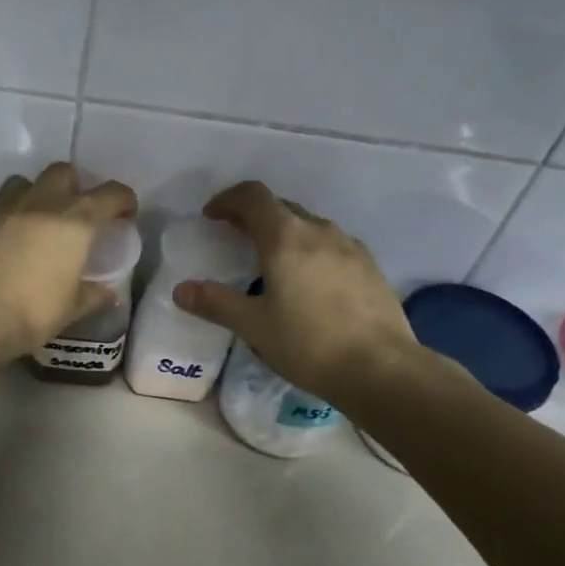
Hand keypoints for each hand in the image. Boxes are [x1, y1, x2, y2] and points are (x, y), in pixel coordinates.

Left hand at [0, 162, 138, 358]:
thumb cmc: (32, 311)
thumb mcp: (71, 308)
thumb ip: (93, 296)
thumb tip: (107, 293)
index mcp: (75, 221)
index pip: (110, 194)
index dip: (123, 200)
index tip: (125, 214)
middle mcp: (43, 203)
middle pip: (64, 172)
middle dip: (76, 186)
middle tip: (78, 213)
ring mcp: (7, 208)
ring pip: (28, 181)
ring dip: (40, 192)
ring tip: (42, 219)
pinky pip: (3, 202)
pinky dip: (14, 211)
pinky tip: (15, 237)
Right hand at [172, 180, 419, 402]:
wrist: (382, 369)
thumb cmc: (309, 343)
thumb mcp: (254, 325)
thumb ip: (216, 303)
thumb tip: (181, 290)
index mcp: (286, 237)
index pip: (252, 196)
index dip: (227, 200)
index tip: (211, 217)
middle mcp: (319, 231)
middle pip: (281, 207)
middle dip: (253, 216)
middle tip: (234, 239)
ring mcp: (350, 247)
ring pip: (309, 225)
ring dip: (285, 232)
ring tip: (271, 262)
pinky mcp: (371, 267)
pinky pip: (332, 245)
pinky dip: (311, 250)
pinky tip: (309, 283)